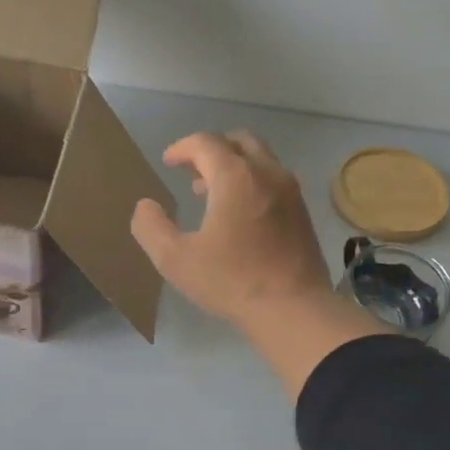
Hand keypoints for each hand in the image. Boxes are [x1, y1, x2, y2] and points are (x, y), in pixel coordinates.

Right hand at [129, 131, 332, 328]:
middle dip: (211, 149)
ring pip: (261, 159)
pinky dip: (252, 182)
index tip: (168, 162)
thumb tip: (146, 206)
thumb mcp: (175, 259)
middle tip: (191, 170)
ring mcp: (290, 191)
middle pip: (239, 141)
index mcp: (235, 177)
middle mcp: (267, 173)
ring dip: (234, 165)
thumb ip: (151, 228)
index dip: (182, 148)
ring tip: (210, 191)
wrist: (294, 308)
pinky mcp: (303, 212)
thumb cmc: (231, 281)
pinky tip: (240, 213)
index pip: (205, 143)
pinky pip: (274, 180)